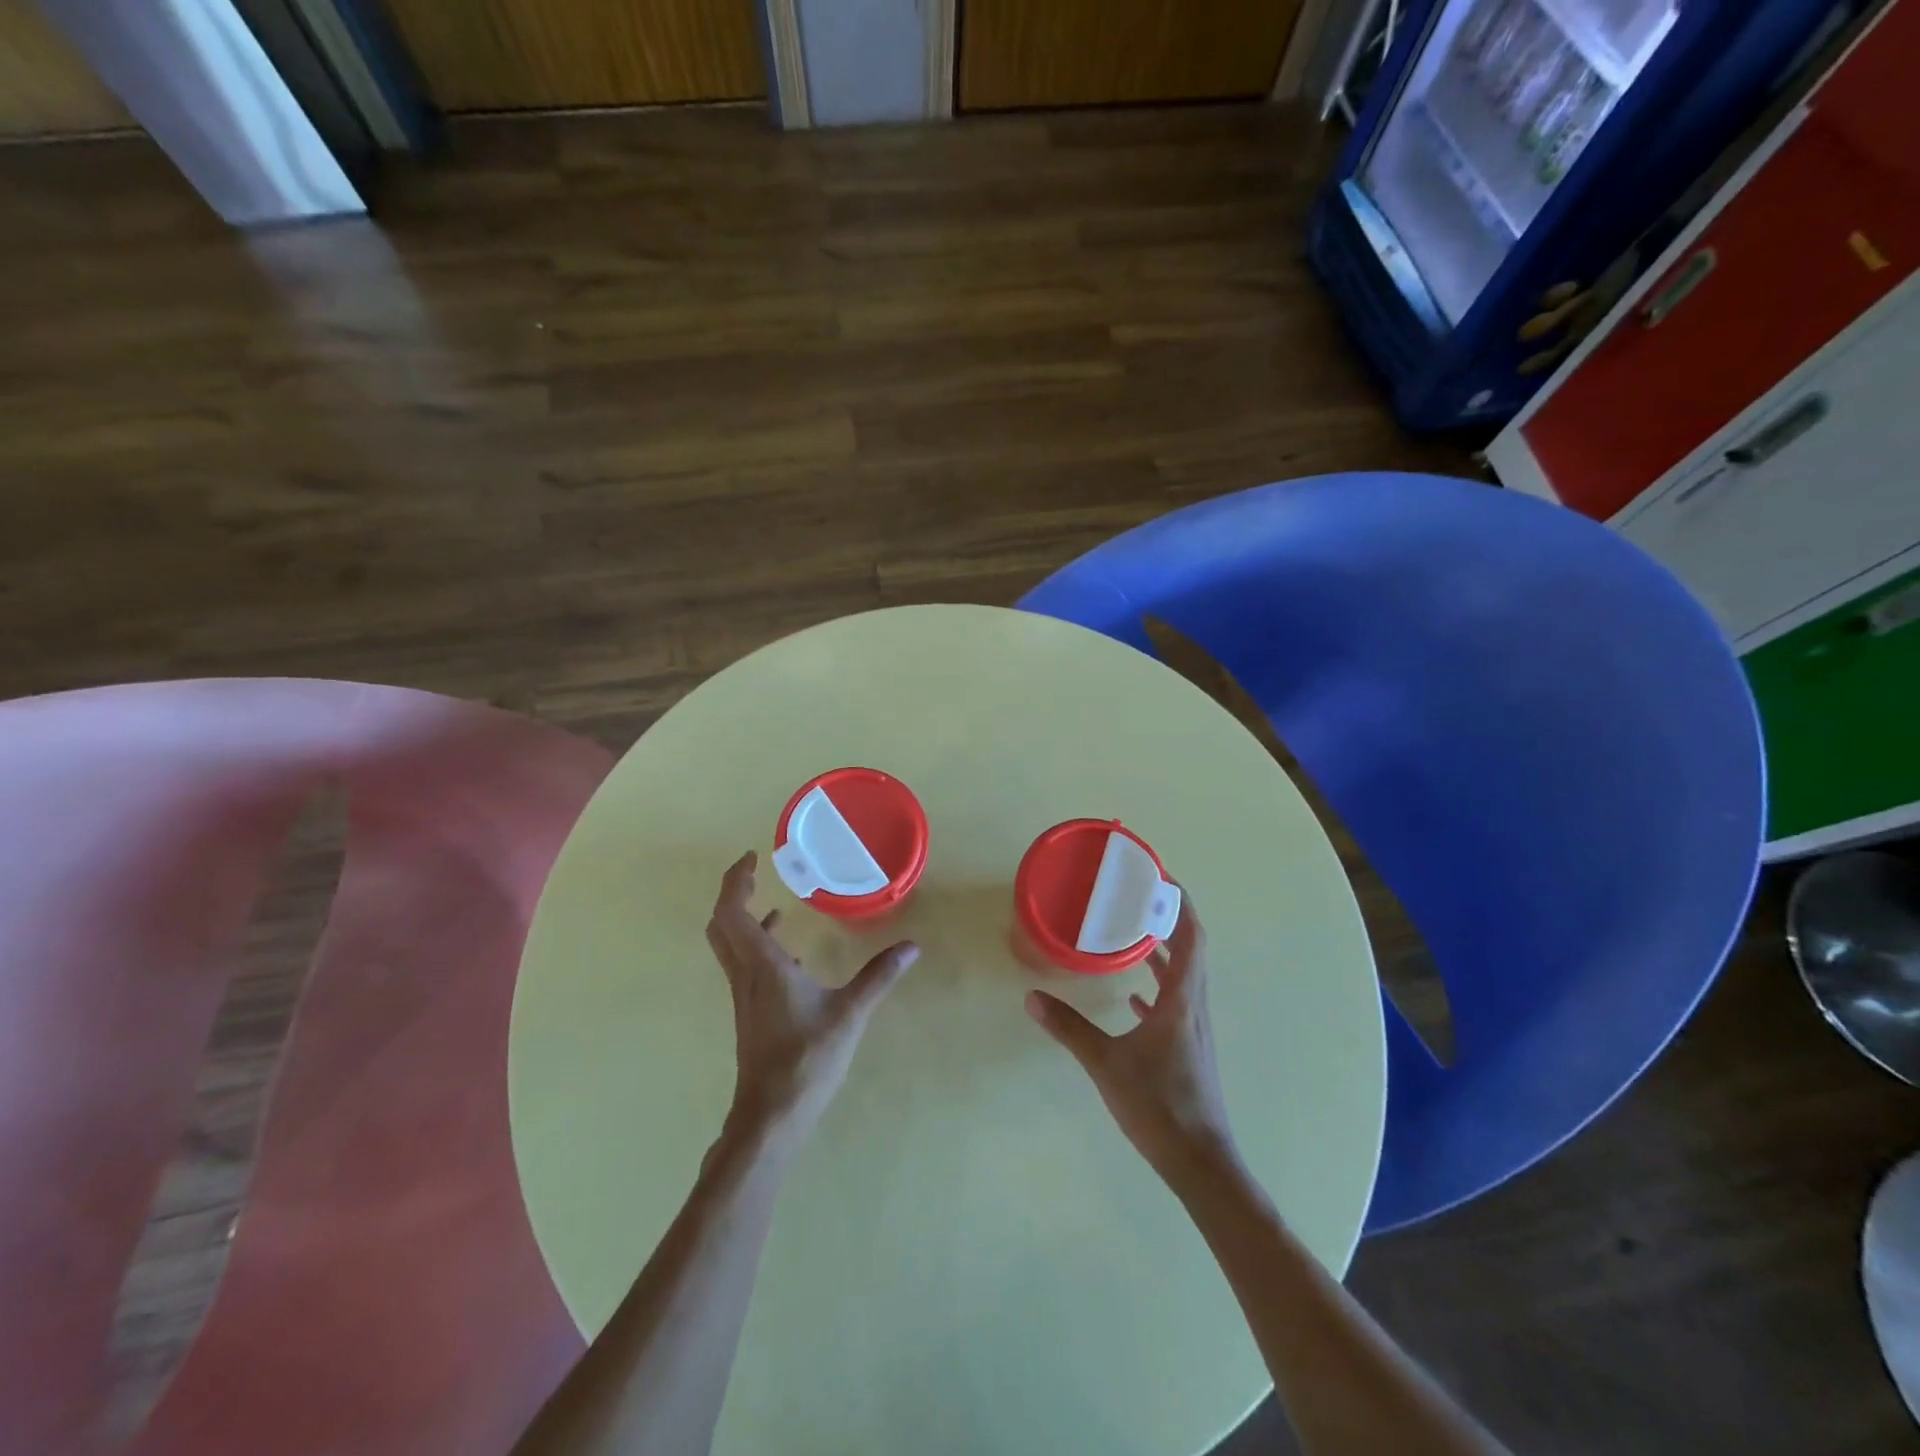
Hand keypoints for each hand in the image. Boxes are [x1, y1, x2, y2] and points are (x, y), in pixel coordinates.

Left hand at [705, 851, 919, 1144]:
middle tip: (756, 873)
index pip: (732, 912)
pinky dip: (759, 946)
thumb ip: (879, 977)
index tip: (753, 858)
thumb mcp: (850, 1013)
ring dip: (743, 918)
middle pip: (721, 925)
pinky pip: (745, 965)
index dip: (736, 881)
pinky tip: (790, 954)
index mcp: (762, 966)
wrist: (771, 1116)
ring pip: (729, 946)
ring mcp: (745, 995)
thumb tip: (912, 947)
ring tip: (773, 903)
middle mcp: (746, 975)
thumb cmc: (806, 1060)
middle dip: (734, 894)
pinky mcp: (752, 1012)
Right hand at [1025, 900, 1239, 1190]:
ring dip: (1165, 949)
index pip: (1191, 936)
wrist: (1199, 1162)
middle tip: (1139, 896)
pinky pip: (1176, 1001)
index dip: (1180, 904)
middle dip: (1169, 918)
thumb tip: (1032, 997)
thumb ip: (1069, 1029)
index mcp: (1182, 999)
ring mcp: (1194, 1027)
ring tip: (1134, 932)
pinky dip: (1159, 985)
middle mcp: (1194, 1005)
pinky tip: (1135, 994)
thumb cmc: (1158, 1106)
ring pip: (1185, 975)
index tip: (1160, 878)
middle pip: (1191, 948)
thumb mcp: (1106, 1064)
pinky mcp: (1188, 1046)